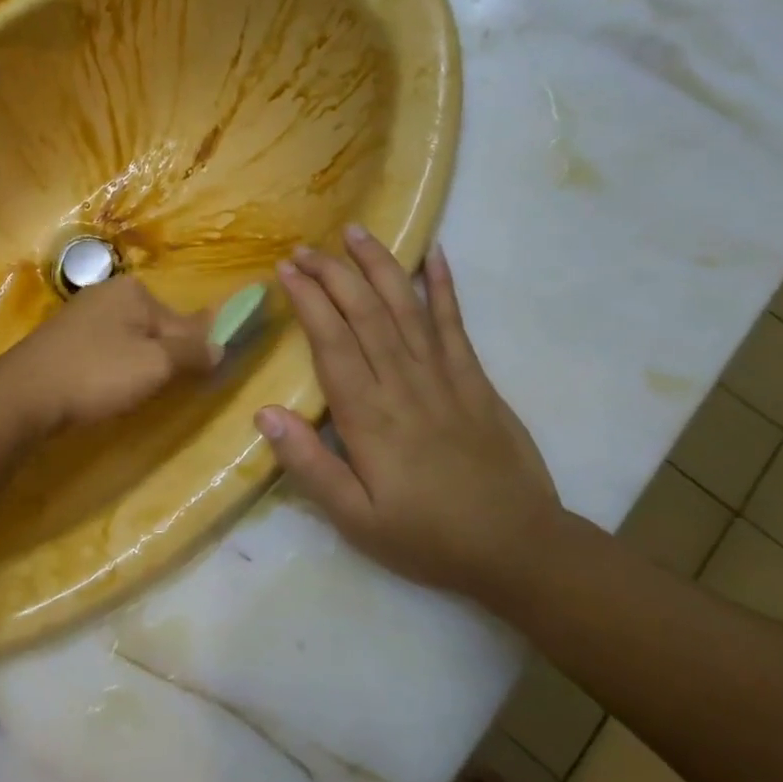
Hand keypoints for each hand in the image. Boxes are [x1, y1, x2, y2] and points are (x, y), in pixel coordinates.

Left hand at [0, 276, 219, 434]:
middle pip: (156, 328)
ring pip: (129, 341)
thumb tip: (221, 346)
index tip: (200, 380)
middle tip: (158, 392)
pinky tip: (104, 389)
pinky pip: (104, 350)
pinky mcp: (62, 338)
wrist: (23, 394)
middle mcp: (107, 292)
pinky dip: (111, 369)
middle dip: (163, 359)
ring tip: (130, 395)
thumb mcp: (155, 365)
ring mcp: (81, 313)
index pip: (184, 321)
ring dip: (138, 366)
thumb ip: (192, 353)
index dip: (196, 352)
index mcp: (134, 290)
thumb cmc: (96, 374)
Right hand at [257, 226, 560, 601]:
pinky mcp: (475, 378)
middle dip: (332, 272)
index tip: (286, 270)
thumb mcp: (356, 520)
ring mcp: (444, 375)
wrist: (519, 549)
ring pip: (405, 305)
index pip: (331, 341)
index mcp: (368, 415)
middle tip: (304, 247)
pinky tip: (435, 254)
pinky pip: (456, 322)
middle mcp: (404, 382)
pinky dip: (444, 286)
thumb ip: (309, 466)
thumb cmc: (427, 537)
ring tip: (355, 232)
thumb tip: (264, 413)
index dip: (308, 300)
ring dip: (378, 265)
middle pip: (364, 311)